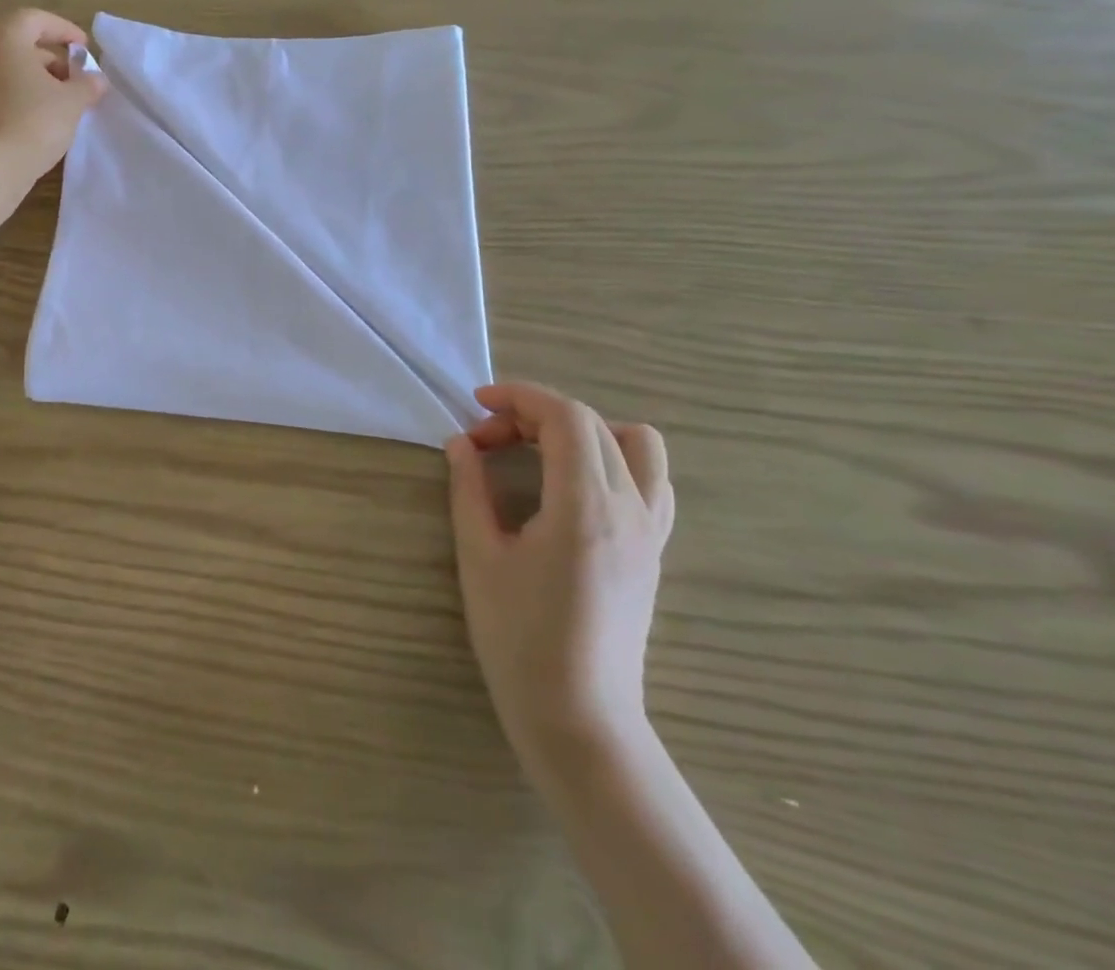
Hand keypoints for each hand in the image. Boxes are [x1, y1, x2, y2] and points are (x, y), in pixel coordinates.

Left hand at [0, 9, 106, 179]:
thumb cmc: (33, 121)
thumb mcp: (72, 102)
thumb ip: (88, 85)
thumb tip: (96, 79)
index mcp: (4, 39)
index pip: (35, 19)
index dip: (63, 30)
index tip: (84, 49)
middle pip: (19, 46)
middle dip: (52, 60)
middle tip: (76, 81)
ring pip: (8, 72)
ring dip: (36, 83)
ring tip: (63, 106)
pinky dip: (20, 100)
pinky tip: (41, 122)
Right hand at [445, 382, 673, 764]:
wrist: (578, 717)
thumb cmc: (519, 638)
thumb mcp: (479, 556)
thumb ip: (469, 489)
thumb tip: (460, 443)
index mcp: (584, 507)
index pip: (566, 416)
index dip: (520, 397)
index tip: (477, 405)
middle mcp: (630, 508)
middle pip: (593, 423)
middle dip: (535, 414)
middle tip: (487, 440)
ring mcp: (650, 531)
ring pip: (638, 444)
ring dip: (586, 430)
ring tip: (540, 452)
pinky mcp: (654, 551)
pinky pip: (652, 481)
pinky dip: (614, 460)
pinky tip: (575, 486)